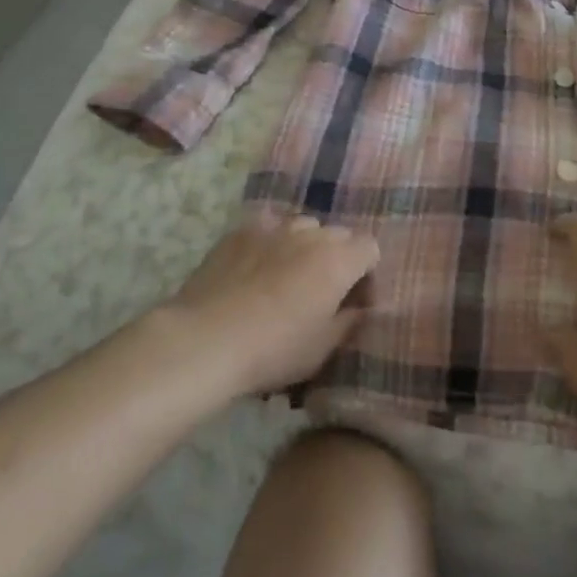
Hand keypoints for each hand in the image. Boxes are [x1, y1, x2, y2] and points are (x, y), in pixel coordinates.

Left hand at [164, 213, 379, 397]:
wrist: (207, 338)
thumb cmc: (273, 350)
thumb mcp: (321, 349)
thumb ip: (348, 322)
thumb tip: (358, 306)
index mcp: (338, 260)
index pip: (370, 248)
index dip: (366, 273)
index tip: (354, 300)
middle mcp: (311, 233)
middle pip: (337, 235)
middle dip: (337, 258)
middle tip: (320, 291)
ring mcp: (274, 226)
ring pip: (302, 226)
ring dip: (304, 246)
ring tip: (286, 276)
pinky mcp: (242, 229)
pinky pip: (268, 226)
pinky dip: (271, 241)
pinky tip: (256, 265)